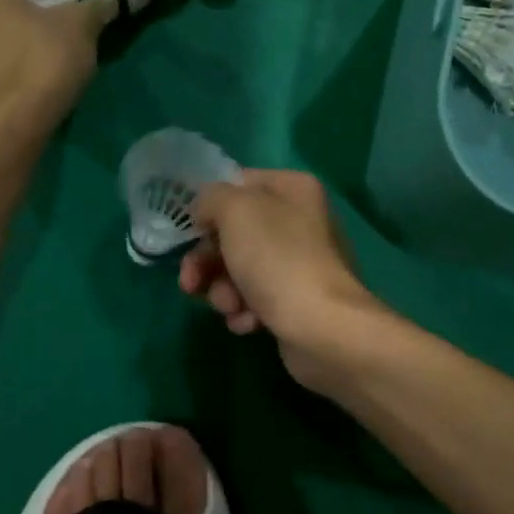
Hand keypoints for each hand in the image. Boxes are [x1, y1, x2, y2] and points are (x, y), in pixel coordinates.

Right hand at [179, 170, 379, 388]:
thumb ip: (211, 198)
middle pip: (234, 233)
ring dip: (223, 290)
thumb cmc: (278, 260)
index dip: (209, 207)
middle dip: (207, 261)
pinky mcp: (296, 301)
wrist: (323, 329)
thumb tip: (205, 211)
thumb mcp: (236, 211)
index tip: (190, 231)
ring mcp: (299, 264)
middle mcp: (300, 221)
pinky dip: (246, 311)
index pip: (238, 184)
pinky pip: (256, 299)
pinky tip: (249, 323)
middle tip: (190, 282)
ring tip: (230, 307)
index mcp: (293, 189)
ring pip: (239, 270)